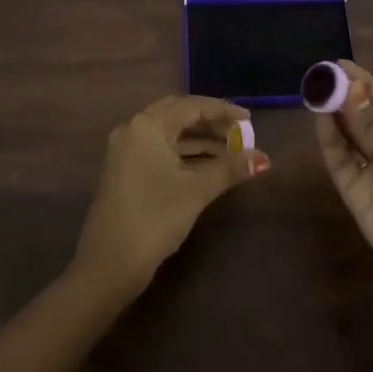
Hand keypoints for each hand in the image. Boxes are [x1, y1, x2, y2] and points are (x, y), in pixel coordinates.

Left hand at [74, 95, 269, 294]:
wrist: (109, 265)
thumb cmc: (154, 218)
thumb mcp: (196, 190)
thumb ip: (230, 169)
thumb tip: (263, 159)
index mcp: (147, 126)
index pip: (191, 107)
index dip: (222, 111)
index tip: (249, 120)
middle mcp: (133, 129)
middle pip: (178, 115)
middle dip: (210, 122)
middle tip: (238, 132)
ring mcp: (126, 150)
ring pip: (169, 134)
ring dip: (199, 139)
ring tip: (231, 150)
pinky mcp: (125, 170)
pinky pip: (160, 149)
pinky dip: (184, 153)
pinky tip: (208, 165)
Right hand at [315, 61, 372, 315]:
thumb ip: (372, 125)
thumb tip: (347, 92)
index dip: (363, 83)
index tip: (339, 64)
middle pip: (361, 118)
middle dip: (342, 96)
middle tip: (318, 75)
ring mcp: (372, 173)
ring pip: (346, 138)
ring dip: (332, 115)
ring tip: (314, 91)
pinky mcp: (355, 195)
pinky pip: (339, 162)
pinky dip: (328, 141)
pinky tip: (319, 119)